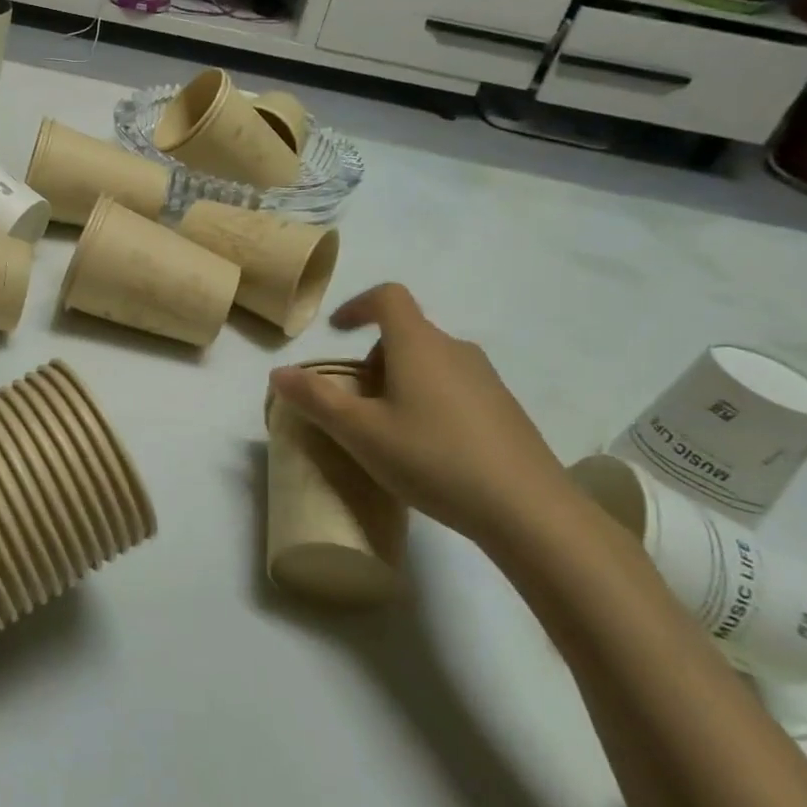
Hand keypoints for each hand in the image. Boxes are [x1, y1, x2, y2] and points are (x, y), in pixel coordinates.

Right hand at [269, 283, 577, 545]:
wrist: (529, 509)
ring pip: (431, 362)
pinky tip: (429, 449)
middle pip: (406, 333)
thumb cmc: (433, 458)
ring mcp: (487, 379)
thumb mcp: (361, 432)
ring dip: (401, 381)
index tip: (337, 332)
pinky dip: (430, 401)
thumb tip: (278, 373)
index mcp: (419, 344)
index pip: (388, 297)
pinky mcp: (505, 409)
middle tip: (358, 402)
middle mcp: (455, 350)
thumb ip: (316, 399)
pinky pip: (455, 387)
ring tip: (390, 430)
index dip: (357, 306)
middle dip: (373, 358)